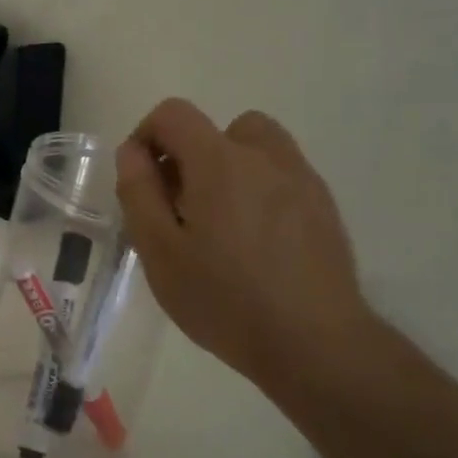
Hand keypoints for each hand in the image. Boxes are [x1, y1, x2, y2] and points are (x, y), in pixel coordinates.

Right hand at [116, 98, 375, 393]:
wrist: (314, 343)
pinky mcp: (324, 207)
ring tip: (218, 221)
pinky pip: (282, 177)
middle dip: (191, 155)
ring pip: (257, 148)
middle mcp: (265, 157)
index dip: (146, 136)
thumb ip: (139, 192)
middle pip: (219, 128)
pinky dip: (259, 190)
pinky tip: (254, 243)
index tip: (141, 181)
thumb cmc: (223, 298)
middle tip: (179, 207)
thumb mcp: (159, 251)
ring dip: (229, 168)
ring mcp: (302, 180)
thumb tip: (132, 152)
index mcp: (219, 162)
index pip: (174, 114)